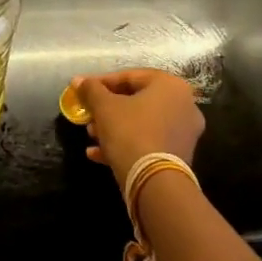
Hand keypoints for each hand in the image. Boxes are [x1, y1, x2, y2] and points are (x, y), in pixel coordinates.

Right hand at [77, 69, 204, 182]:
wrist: (155, 184)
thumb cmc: (130, 132)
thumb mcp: (104, 107)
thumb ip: (91, 89)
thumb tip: (77, 80)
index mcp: (170, 85)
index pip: (130, 77)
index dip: (101, 82)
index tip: (82, 90)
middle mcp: (183, 105)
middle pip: (136, 100)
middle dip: (107, 108)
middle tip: (88, 114)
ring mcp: (184, 132)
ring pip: (141, 123)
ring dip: (114, 127)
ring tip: (91, 135)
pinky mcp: (179, 156)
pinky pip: (148, 142)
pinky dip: (126, 144)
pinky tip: (97, 154)